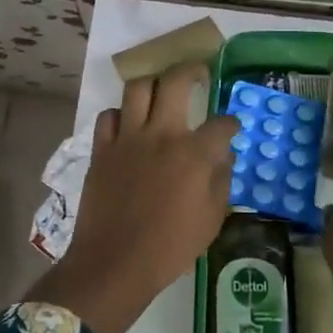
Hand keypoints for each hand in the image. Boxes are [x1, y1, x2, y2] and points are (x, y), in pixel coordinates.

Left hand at [28, 64, 237, 332]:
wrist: (115, 262)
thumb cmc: (170, 247)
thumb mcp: (211, 220)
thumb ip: (221, 181)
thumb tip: (224, 155)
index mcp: (193, 154)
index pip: (221, 123)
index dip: (230, 122)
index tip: (230, 126)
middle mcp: (161, 134)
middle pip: (175, 81)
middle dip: (191, 70)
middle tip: (198, 74)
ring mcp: (128, 138)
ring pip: (138, 88)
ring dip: (153, 84)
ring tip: (160, 91)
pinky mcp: (102, 148)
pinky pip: (109, 115)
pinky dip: (120, 114)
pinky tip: (128, 124)